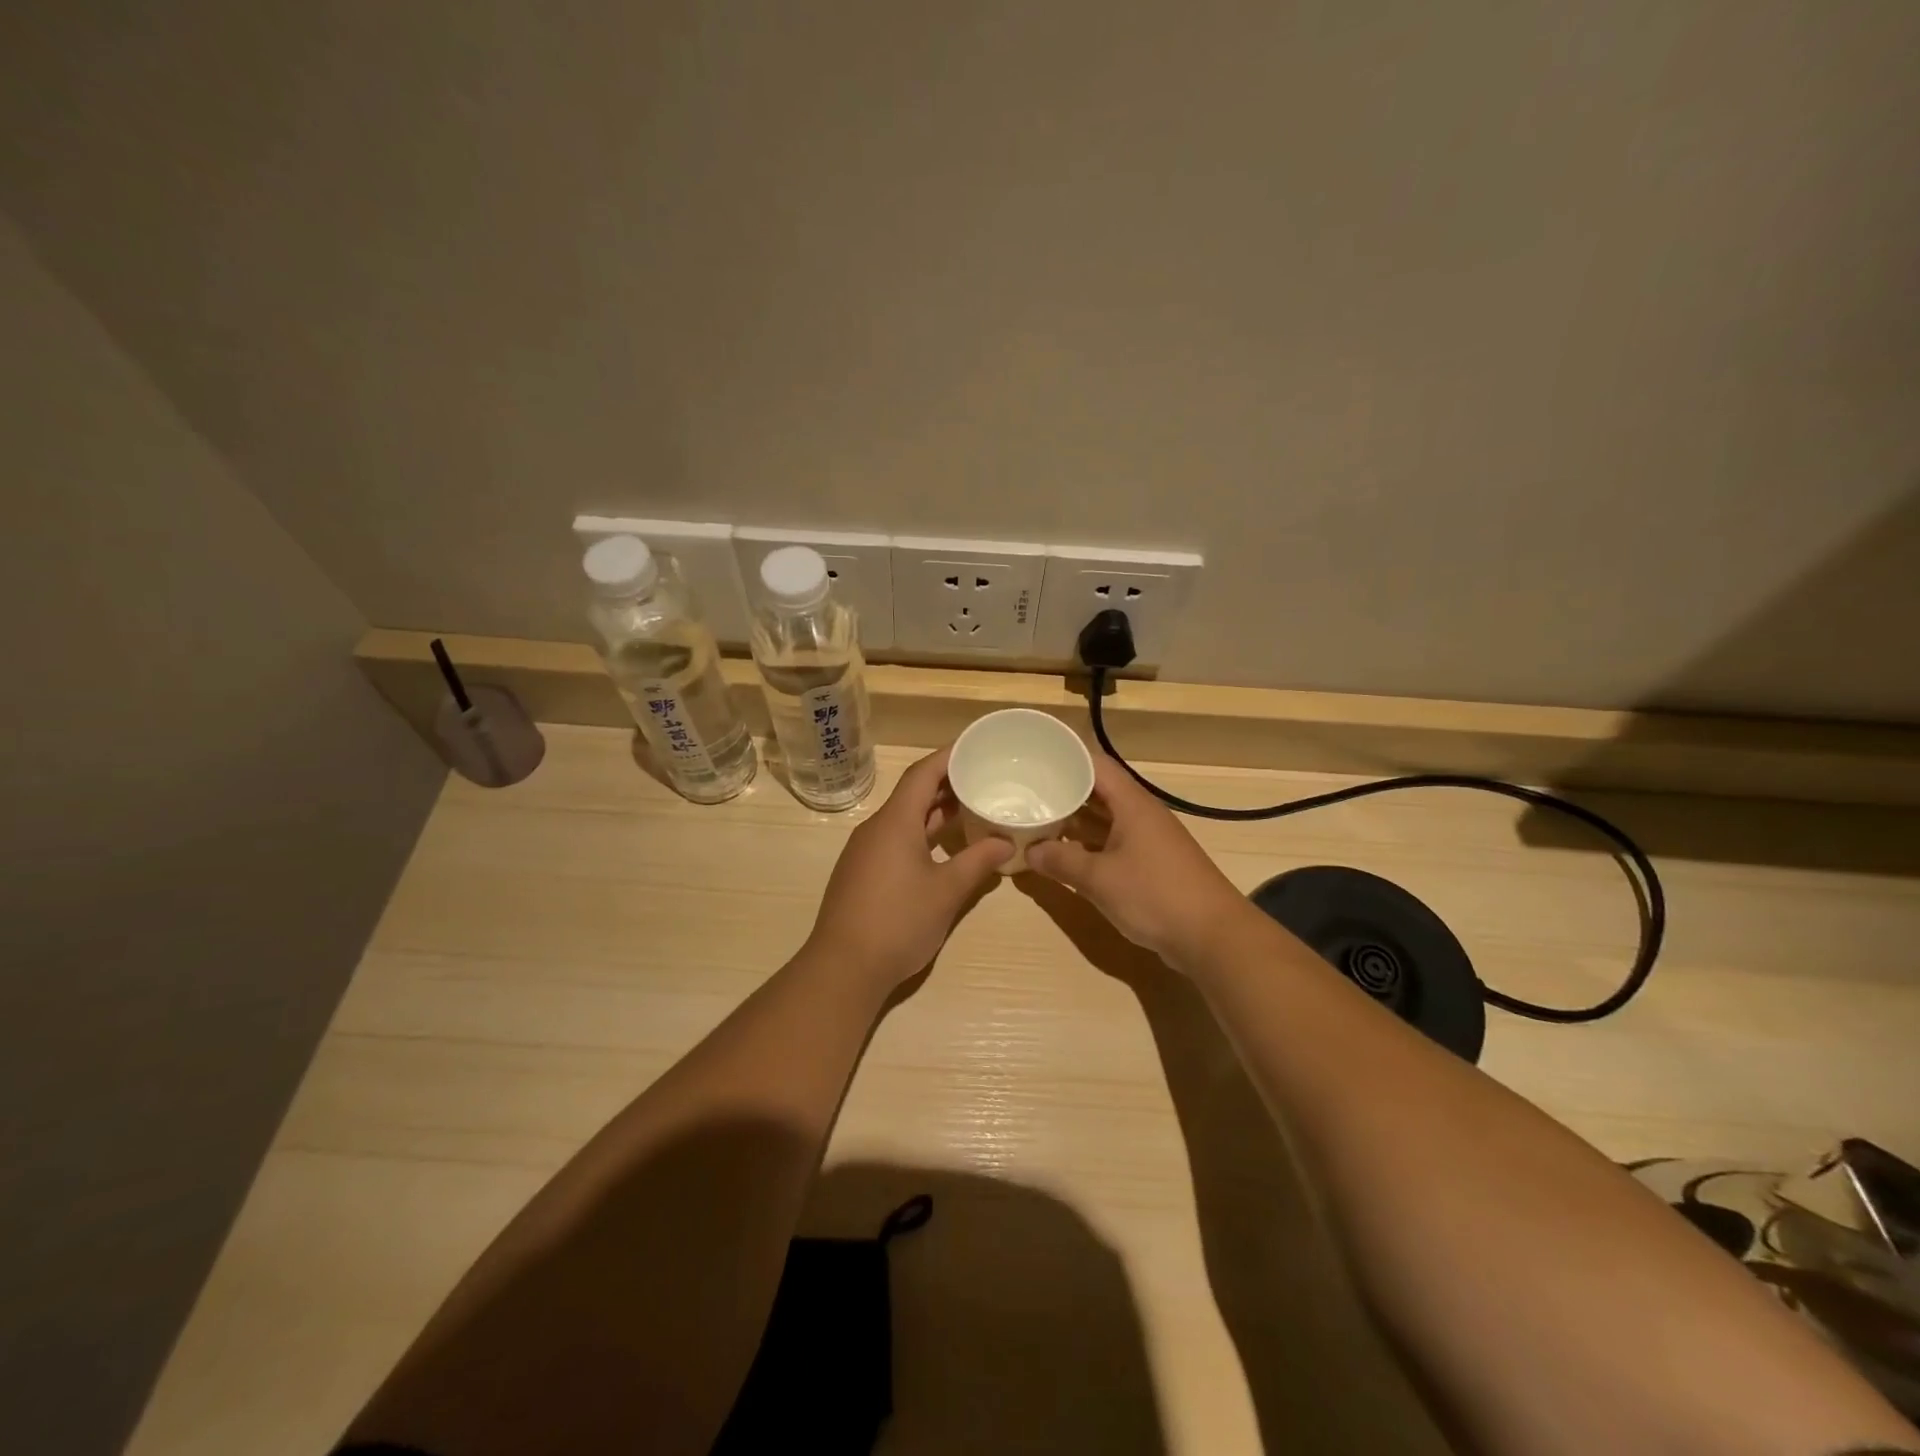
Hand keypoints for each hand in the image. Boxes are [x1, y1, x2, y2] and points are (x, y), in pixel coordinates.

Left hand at [804, 748, 1012, 987]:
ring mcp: (866, 851)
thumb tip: (1005, 841)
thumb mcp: (946, 891)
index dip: (949, 756)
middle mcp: (876, 828)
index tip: (976, 745)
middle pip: (912, 793)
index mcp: (895, 822)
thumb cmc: (898, 922)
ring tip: (970, 807)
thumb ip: (977, 862)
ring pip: (904, 818)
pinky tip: (944, 847)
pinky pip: (896, 839)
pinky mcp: (863, 873)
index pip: (922, 773)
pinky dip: (921, 834)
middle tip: (983, 776)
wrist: (843, 968)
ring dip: (934, 811)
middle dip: (947, 783)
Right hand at [1025, 756, 1249, 967]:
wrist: (1213, 936)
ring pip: (1104, 819)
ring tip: (1036, 821)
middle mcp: (1141, 814)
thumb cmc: (1155, 896)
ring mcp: (1147, 840)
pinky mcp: (1151, 865)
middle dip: (1063, 792)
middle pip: (1097, 791)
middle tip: (1024, 794)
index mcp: (1132, 804)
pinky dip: (1088, 845)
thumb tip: (1028, 851)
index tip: (1032, 762)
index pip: (1094, 765)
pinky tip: (1064, 855)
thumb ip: (1061, 862)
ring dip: (1074, 821)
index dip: (1065, 759)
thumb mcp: (1099, 879)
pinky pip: (1112, 843)